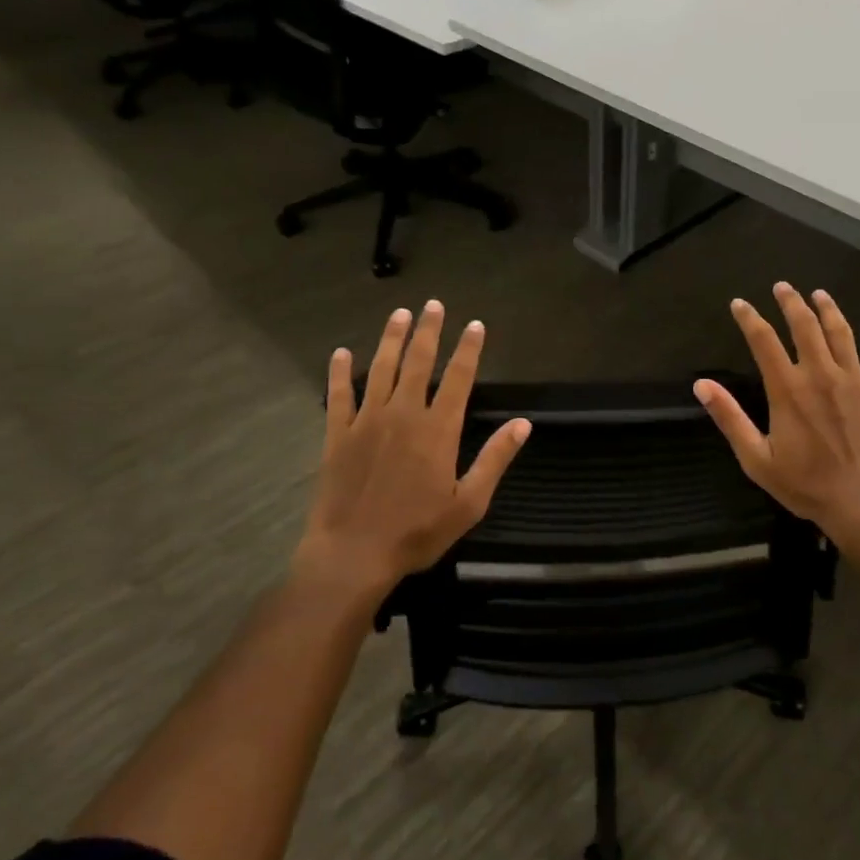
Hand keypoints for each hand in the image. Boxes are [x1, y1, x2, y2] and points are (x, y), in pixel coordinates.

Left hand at [297, 301, 530, 605]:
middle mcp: (404, 414)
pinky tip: (341, 353)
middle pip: (419, 362)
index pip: (459, 378)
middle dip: (428, 331)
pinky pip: (338, 395)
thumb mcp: (468, 503)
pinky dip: (340, 373)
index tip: (475, 325)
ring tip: (399, 314)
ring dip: (391, 339)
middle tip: (433, 304)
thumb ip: (495, 459)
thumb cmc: (416, 532)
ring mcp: (367, 421)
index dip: (468, 349)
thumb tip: (522, 424)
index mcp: (438, 429)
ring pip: (381, 369)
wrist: (352, 555)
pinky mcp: (337, 435)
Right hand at [695, 283, 859, 557]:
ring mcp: (853, 380)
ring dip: (828, 309)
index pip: (763, 341)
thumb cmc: (806, 484)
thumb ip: (730, 418)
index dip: (749, 318)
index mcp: (787, 389)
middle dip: (791, 302)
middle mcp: (819, 374)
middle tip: (783, 286)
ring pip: (840, 332)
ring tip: (819, 294)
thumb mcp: (756, 458)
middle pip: (804, 326)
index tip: (740, 304)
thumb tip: (701, 385)